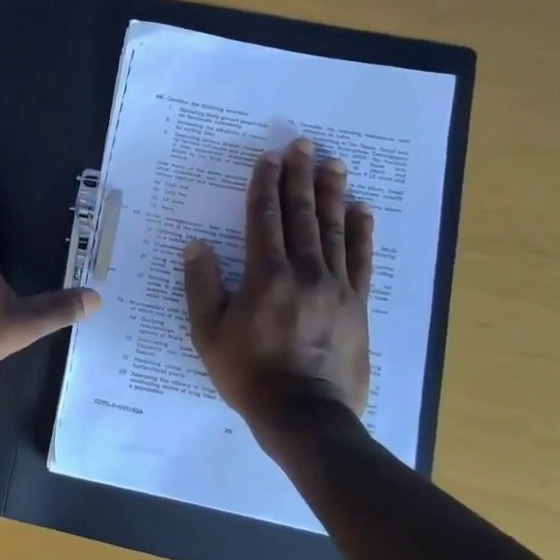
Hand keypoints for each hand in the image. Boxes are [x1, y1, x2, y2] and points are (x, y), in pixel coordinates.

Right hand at [182, 139, 372, 431]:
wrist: (305, 415)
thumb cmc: (248, 373)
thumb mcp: (208, 333)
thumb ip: (201, 286)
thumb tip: (197, 246)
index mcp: (266, 276)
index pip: (264, 219)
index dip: (265, 186)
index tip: (269, 158)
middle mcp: (305, 272)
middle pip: (302, 215)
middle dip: (300, 177)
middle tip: (304, 145)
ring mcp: (336, 287)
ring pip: (334, 230)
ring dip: (332, 194)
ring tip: (333, 164)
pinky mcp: (357, 305)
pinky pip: (361, 260)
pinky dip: (362, 232)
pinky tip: (362, 210)